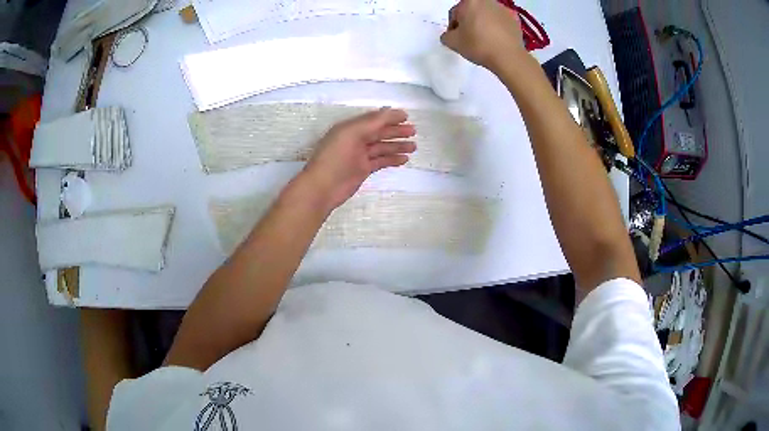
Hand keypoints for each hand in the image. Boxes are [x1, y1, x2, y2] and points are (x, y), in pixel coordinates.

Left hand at [302, 108, 415, 209]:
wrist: (322, 188)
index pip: (373, 119)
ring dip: (397, 146)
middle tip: (414, 131)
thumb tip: (390, 111)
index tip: (406, 116)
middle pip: (379, 132)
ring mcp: (359, 156)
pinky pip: (380, 161)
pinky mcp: (362, 170)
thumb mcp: (351, 134)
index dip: (389, 117)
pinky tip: (404, 159)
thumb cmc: (334, 158)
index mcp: (350, 128)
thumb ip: (371, 122)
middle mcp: (355, 139)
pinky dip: (392, 159)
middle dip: (396, 131)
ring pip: (381, 147)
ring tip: (414, 147)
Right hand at [440, 0, 525, 71]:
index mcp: (469, 2)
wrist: (508, 57)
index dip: (453, 26)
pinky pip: (501, 21)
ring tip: (485, 40)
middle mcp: (486, 1)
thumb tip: (450, 35)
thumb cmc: (478, 45)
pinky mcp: (515, 18)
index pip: (455, 12)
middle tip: (470, 38)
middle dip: (469, 22)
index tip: (457, 38)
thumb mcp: (452, 42)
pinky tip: (497, 40)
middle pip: (472, 11)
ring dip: (484, 24)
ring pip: (487, 15)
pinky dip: (498, 28)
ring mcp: (503, 8)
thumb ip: (446, 35)